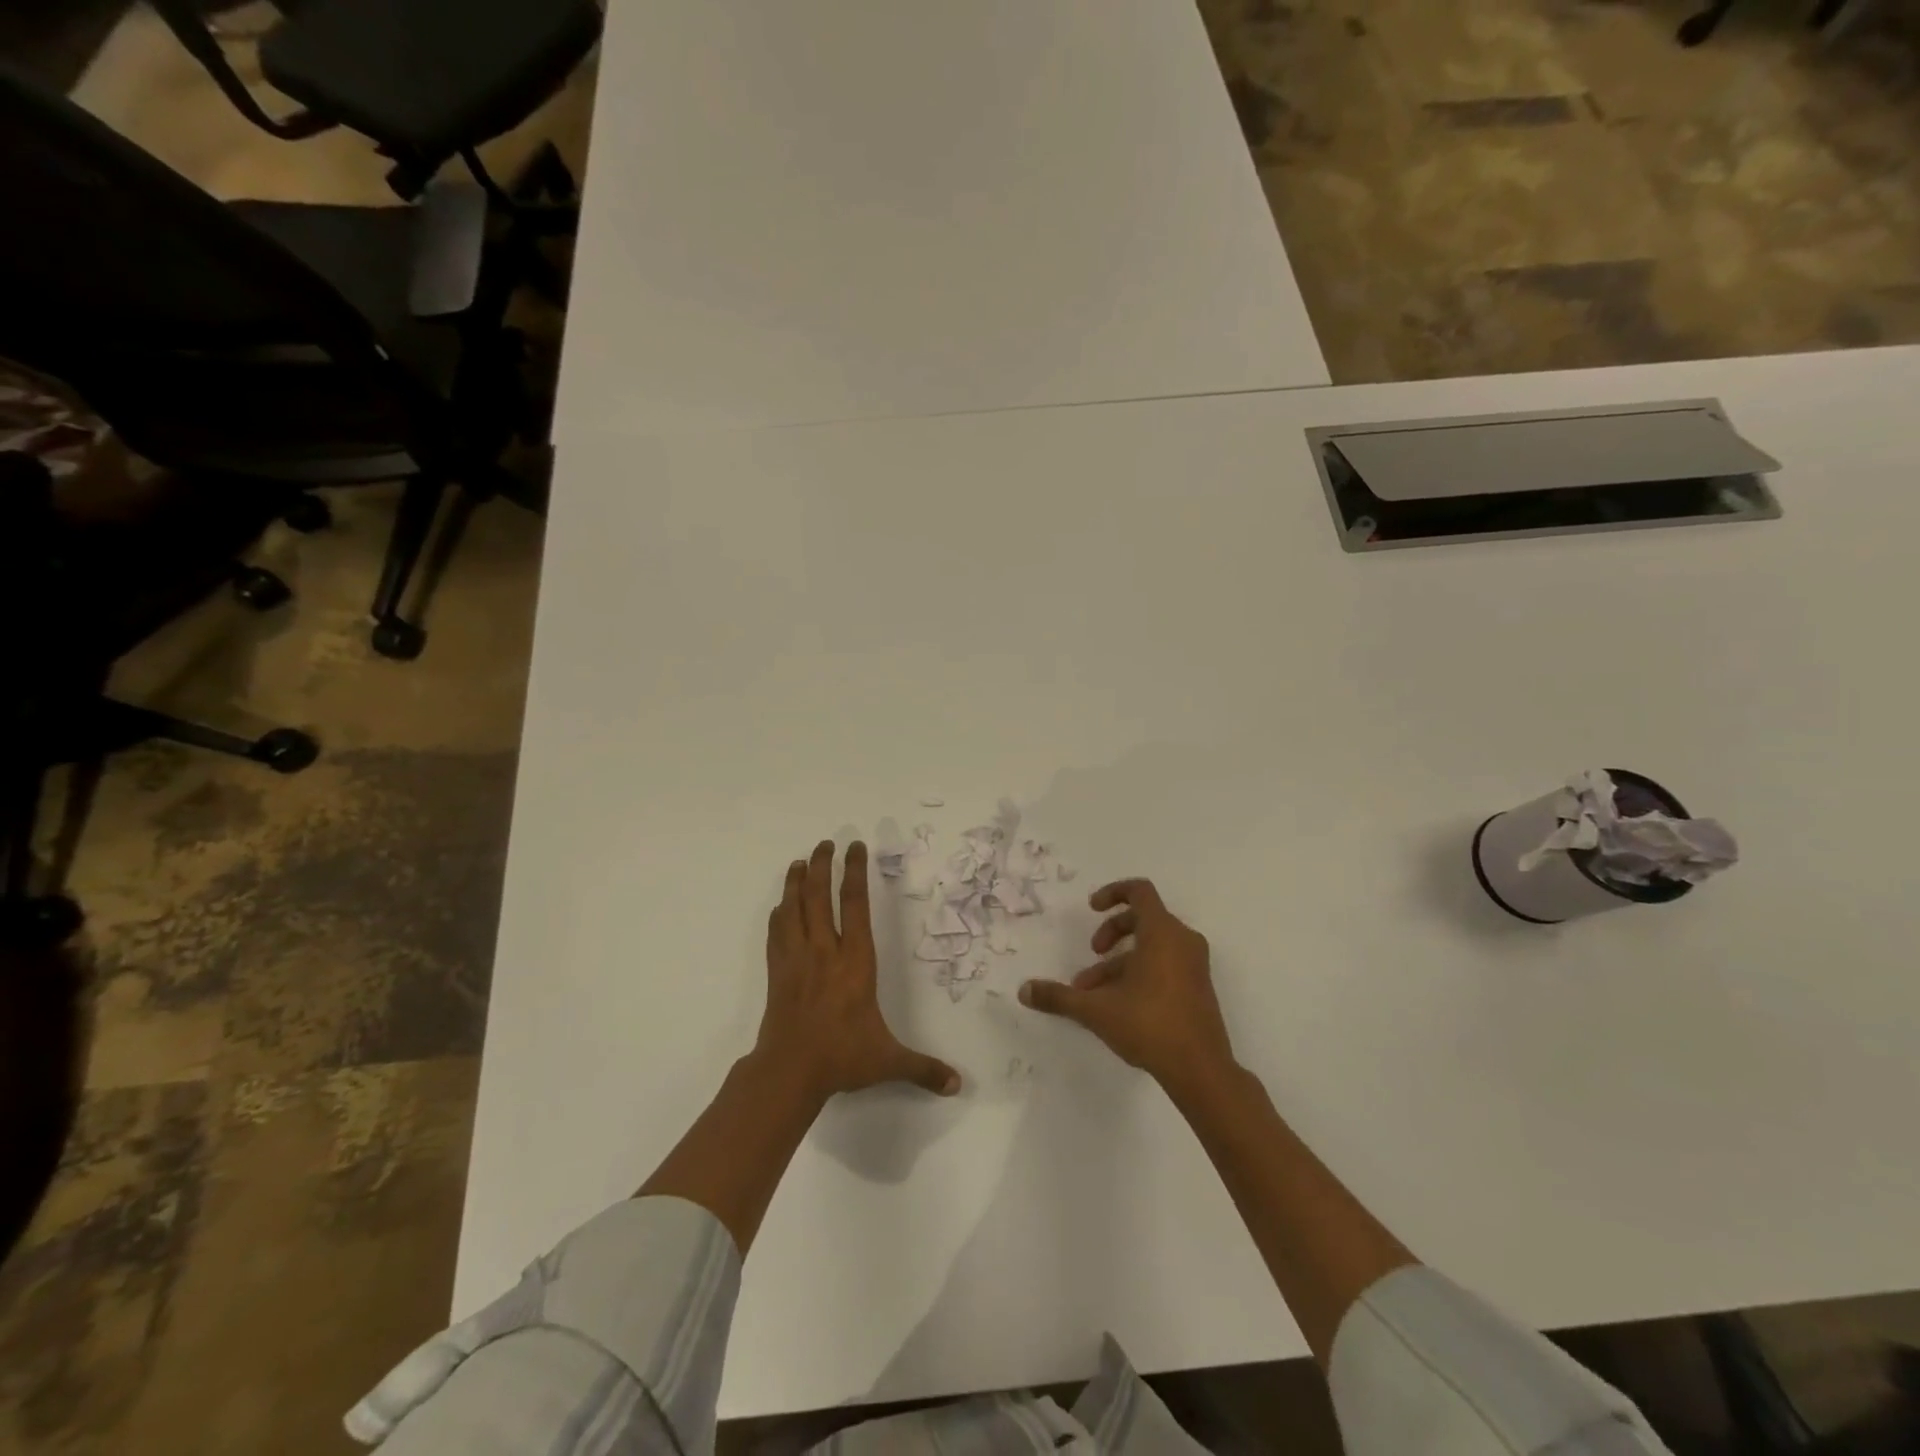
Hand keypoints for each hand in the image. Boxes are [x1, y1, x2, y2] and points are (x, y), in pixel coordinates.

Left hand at [758, 840, 960, 1104]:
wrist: (789, 1071)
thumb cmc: (842, 1057)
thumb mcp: (888, 1061)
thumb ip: (922, 1068)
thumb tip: (957, 1085)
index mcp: (855, 961)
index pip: (854, 905)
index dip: (854, 872)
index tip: (855, 847)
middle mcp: (825, 951)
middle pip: (819, 897)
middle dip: (822, 866)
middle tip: (825, 843)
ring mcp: (797, 960)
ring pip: (794, 909)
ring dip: (796, 882)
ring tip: (799, 861)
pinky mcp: (777, 973)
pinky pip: (776, 933)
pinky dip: (779, 914)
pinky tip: (780, 906)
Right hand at [1019, 878, 1234, 1091]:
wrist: (1201, 1069)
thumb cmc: (1149, 1025)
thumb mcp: (1096, 1009)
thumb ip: (1059, 996)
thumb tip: (1024, 990)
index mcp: (1162, 932)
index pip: (1139, 891)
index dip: (1113, 892)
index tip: (1092, 908)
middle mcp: (1182, 940)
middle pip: (1143, 918)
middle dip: (1112, 932)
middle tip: (1093, 951)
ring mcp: (1194, 964)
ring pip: (1152, 946)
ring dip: (1119, 960)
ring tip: (1093, 990)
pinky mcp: (1198, 986)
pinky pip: (1165, 964)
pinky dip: (1139, 972)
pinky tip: (1116, 1004)